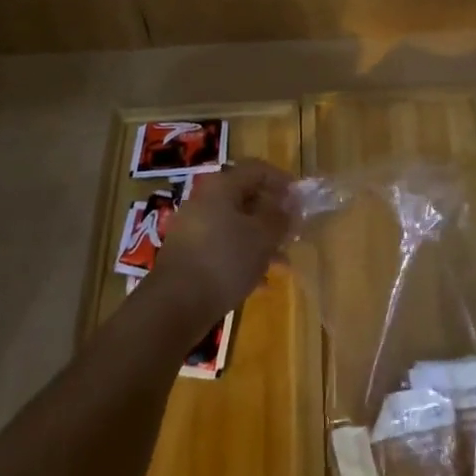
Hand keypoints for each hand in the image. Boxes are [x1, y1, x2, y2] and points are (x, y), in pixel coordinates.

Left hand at [146, 159, 293, 331]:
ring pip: (236, 227)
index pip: (257, 170)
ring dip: (261, 240)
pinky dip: (244, 259)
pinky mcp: (189, 257)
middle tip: (294, 232)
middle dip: (273, 215)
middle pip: (246, 198)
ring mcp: (194, 230)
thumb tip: (289, 205)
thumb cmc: (225, 260)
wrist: (175, 305)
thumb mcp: (263, 236)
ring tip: (283, 262)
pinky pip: (223, 249)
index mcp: (221, 187)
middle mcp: (204, 202)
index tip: (301, 199)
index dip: (282, 180)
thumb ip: (280, 217)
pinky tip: (261, 282)